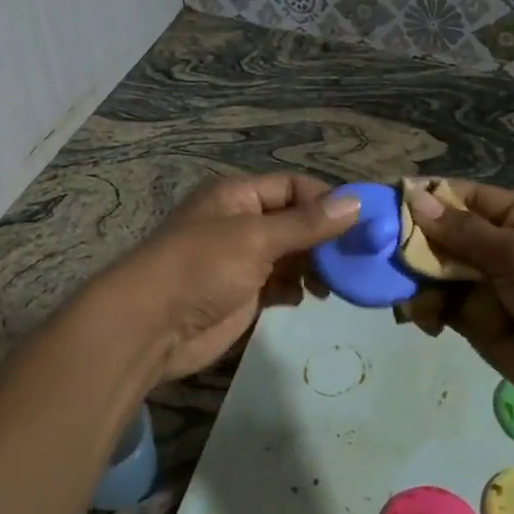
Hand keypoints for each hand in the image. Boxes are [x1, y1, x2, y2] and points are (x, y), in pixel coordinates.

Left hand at [102, 174, 358, 382]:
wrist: (151, 326)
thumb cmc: (201, 267)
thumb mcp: (255, 238)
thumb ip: (307, 224)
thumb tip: (357, 202)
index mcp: (238, 196)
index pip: (294, 187)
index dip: (327, 202)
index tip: (362, 224)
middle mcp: (241, 223)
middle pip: (296, 222)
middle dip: (326, 238)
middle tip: (359, 259)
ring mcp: (241, 260)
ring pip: (291, 255)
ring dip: (315, 266)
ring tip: (335, 284)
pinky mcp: (243, 294)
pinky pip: (281, 284)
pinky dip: (296, 289)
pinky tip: (306, 298)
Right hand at [404, 180, 513, 432]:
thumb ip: (463, 231)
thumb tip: (415, 197)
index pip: (468, 198)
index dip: (430, 198)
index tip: (389, 199)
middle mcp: (506, 248)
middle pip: (447, 236)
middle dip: (416, 241)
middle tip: (379, 247)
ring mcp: (491, 287)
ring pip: (438, 273)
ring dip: (416, 277)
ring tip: (397, 286)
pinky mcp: (480, 323)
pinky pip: (442, 307)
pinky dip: (425, 309)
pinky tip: (418, 316)